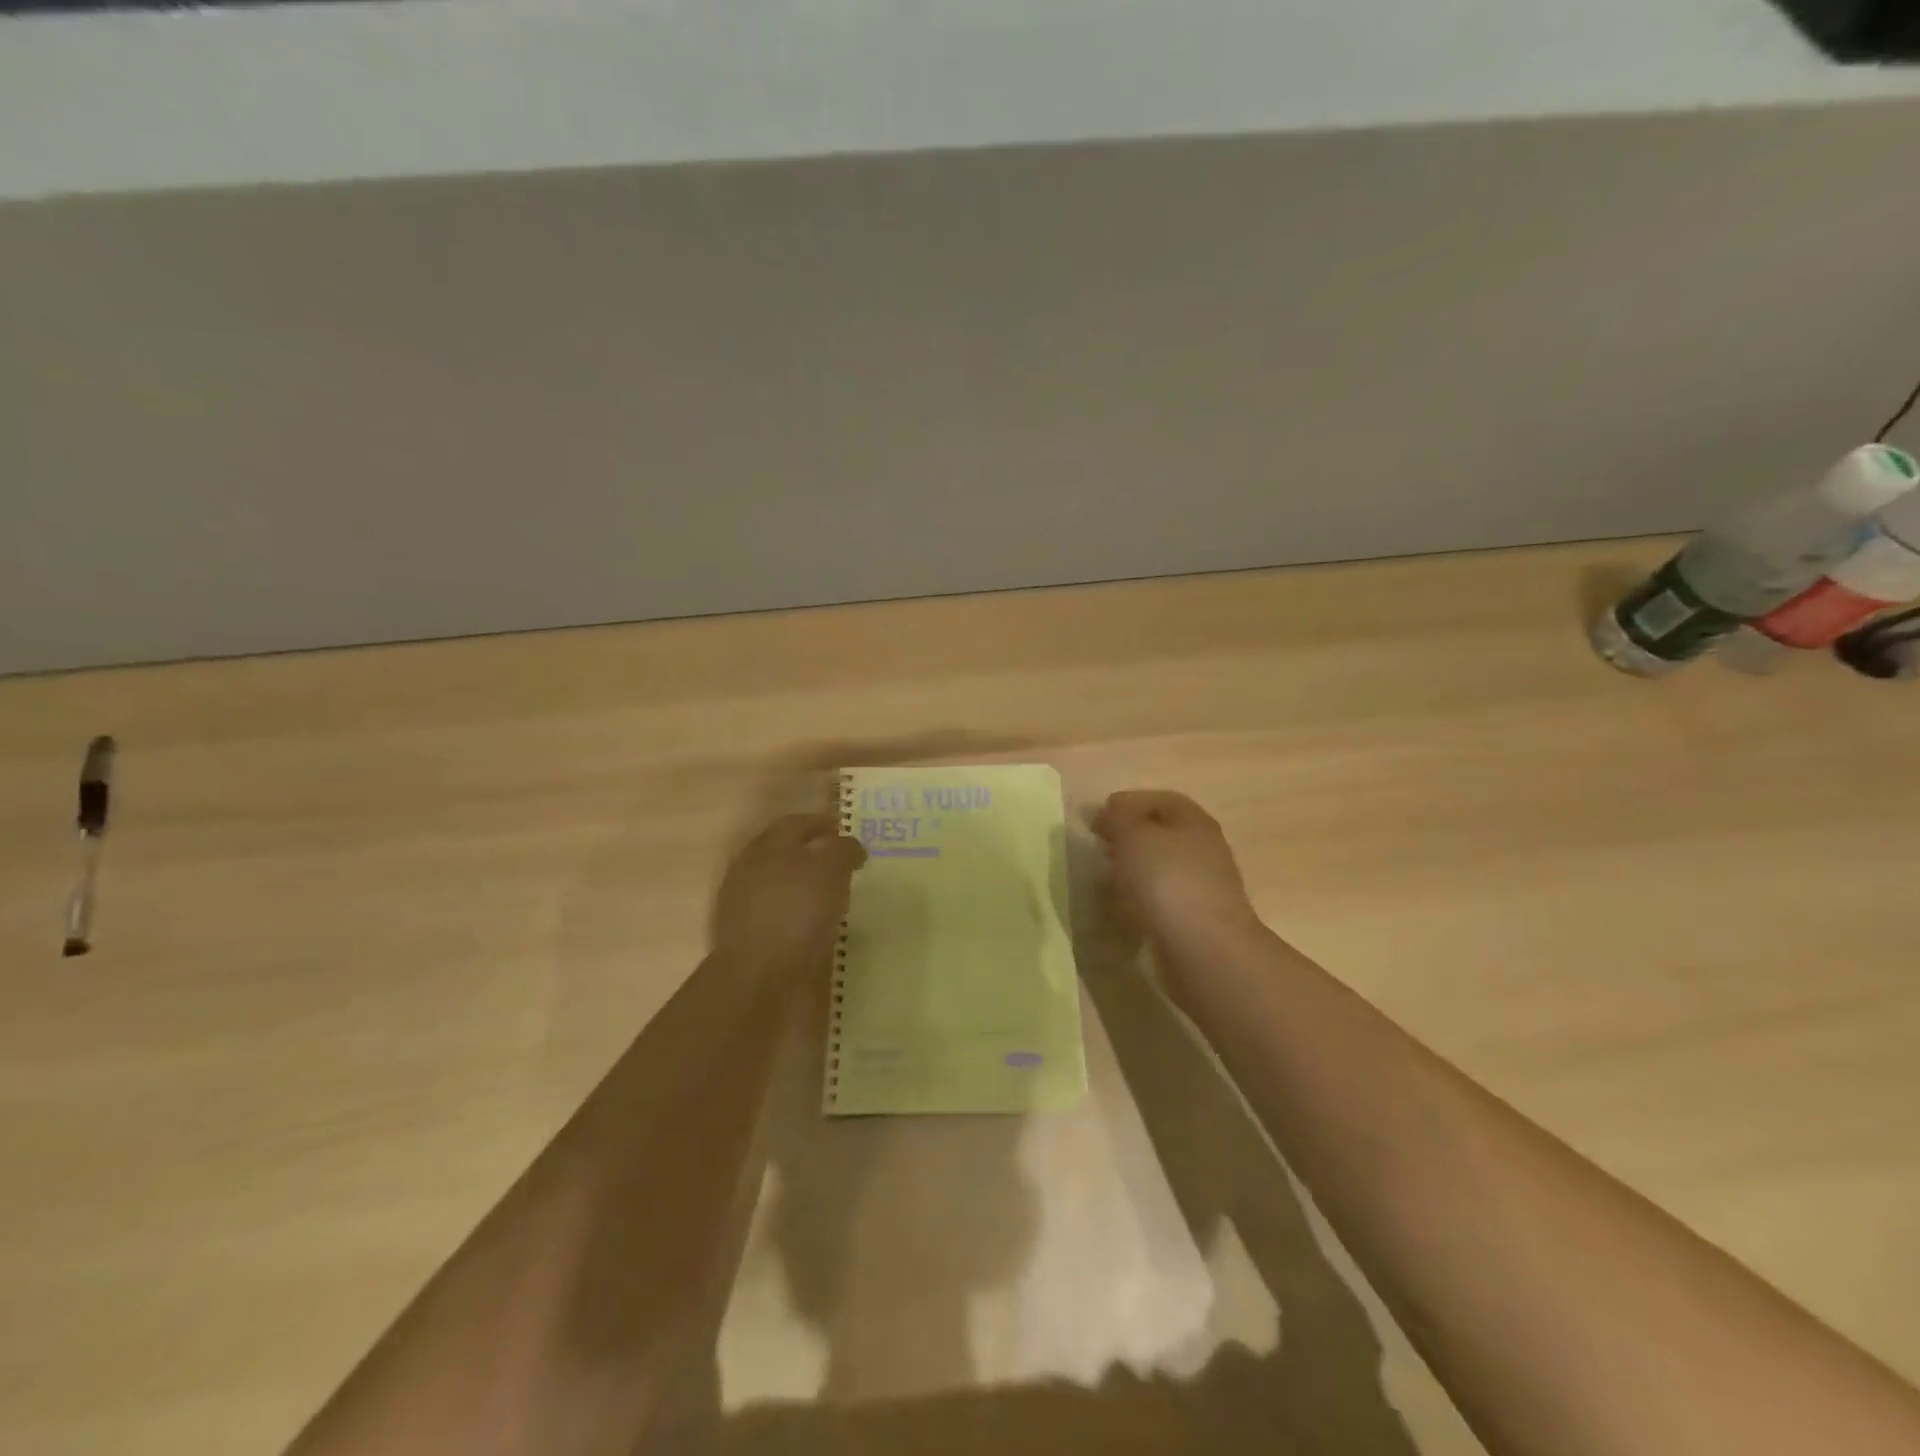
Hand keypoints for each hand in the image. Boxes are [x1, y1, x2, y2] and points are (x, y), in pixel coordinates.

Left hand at [711, 812, 865, 983]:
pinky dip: (795, 914)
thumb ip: (842, 850)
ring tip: (833, 897)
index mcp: (767, 846)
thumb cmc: (797, 912)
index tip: (846, 831)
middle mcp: (750, 869)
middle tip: (842, 864)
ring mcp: (741, 904)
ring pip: (779, 884)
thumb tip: (848, 846)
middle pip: (784, 852)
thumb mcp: (831, 870)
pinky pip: (776, 914)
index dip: (822, 823)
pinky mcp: (745, 937)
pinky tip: (814, 925)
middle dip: (812, 854)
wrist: (757, 978)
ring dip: (803, 886)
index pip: (796, 823)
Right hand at [1092, 790, 1262, 950]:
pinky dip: (1142, 898)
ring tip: (1107, 878)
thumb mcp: (1133, 835)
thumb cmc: (1166, 881)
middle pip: (1162, 833)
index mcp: (1193, 821)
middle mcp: (1204, 848)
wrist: (1204, 949)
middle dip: (1129, 837)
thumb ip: (1118, 817)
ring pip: (1162, 867)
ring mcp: (1203, 885)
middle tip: (1100, 846)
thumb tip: (1111, 813)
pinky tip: (1125, 907)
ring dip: (1134, 869)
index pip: (1160, 799)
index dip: (1126, 804)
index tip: (1096, 819)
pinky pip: (1164, 898)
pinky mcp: (1196, 918)